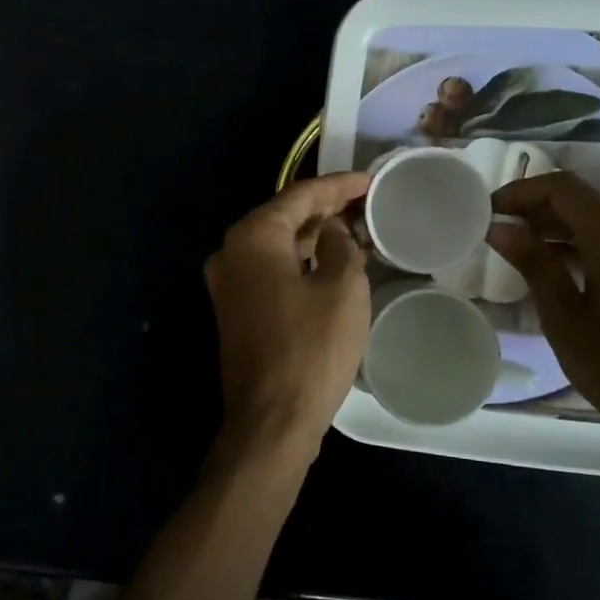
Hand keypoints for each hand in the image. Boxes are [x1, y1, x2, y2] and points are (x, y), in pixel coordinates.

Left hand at [205, 171, 371, 461]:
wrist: (271, 419)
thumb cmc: (311, 349)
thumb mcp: (342, 288)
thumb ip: (340, 245)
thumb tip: (333, 231)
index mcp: (252, 237)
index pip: (300, 195)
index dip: (339, 185)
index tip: (370, 180)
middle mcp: (231, 252)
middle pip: (284, 217)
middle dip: (326, 209)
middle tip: (367, 203)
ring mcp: (228, 283)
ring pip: (277, 245)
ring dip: (314, 236)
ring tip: (356, 228)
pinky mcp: (235, 310)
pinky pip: (271, 270)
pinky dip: (301, 261)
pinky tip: (331, 263)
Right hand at [488, 172, 599, 447]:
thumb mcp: (563, 316)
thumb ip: (533, 263)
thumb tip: (500, 228)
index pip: (563, 189)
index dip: (521, 192)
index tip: (490, 209)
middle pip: (586, 202)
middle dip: (540, 210)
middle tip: (501, 230)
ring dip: (564, 229)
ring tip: (525, 250)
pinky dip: (591, 244)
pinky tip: (565, 269)